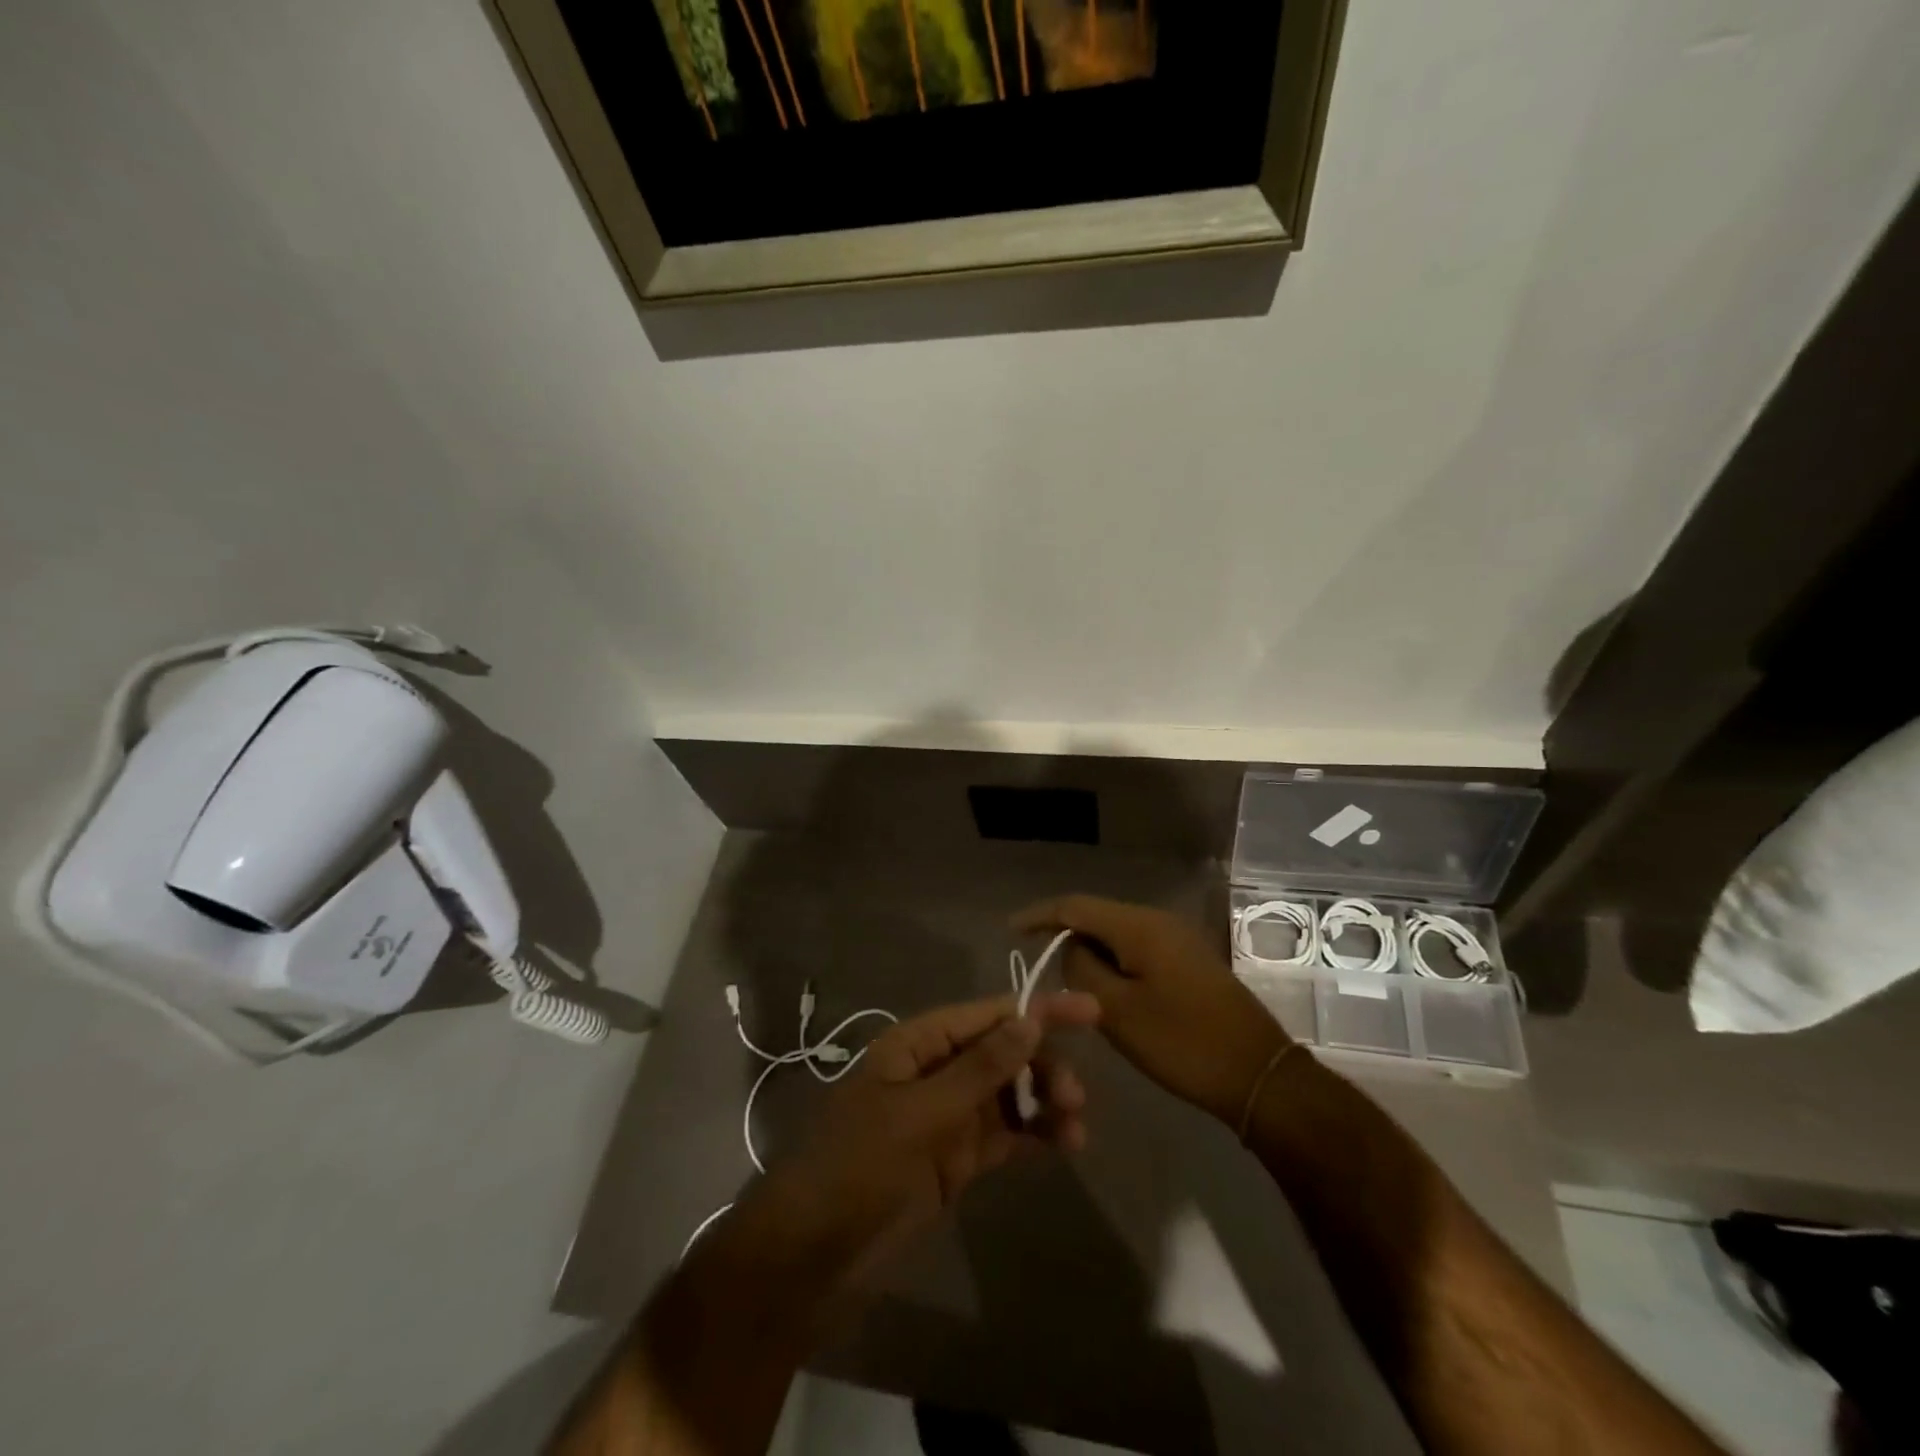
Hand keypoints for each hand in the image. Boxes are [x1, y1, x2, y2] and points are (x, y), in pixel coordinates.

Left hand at [743, 990, 1099, 1285]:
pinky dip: (1033, 1135)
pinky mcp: (954, 1160)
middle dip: (1042, 1065)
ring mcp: (945, 1118)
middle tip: (1076, 1096)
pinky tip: (1063, 1144)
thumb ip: (980, 1069)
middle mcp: (934, 1072)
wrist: (812, 1259)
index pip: (985, 1015)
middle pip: (1002, 1053)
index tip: (1089, 1011)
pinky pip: (1004, 1135)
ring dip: (1043, 1102)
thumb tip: (1030, 1020)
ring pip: (1008, 1095)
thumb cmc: (860, 1167)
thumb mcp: (922, 1114)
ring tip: (1076, 1128)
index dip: (1036, 1009)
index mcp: (916, 1045)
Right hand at [1014, 896, 1289, 1126]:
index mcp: (1138, 926)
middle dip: (1065, 936)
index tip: (1010, 930)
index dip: (1040, 915)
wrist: (1258, 1074)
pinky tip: (1108, 990)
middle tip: (1040, 967)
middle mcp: (1158, 920)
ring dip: (1092, 953)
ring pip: (1118, 934)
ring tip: (1070, 985)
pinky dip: (1115, 962)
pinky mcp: (1189, 960)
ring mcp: (1178, 938)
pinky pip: (1138, 948)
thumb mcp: (1117, 1011)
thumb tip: (1070, 949)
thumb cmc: (1182, 1042)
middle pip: (1097, 916)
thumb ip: (1082, 970)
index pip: (1075, 906)